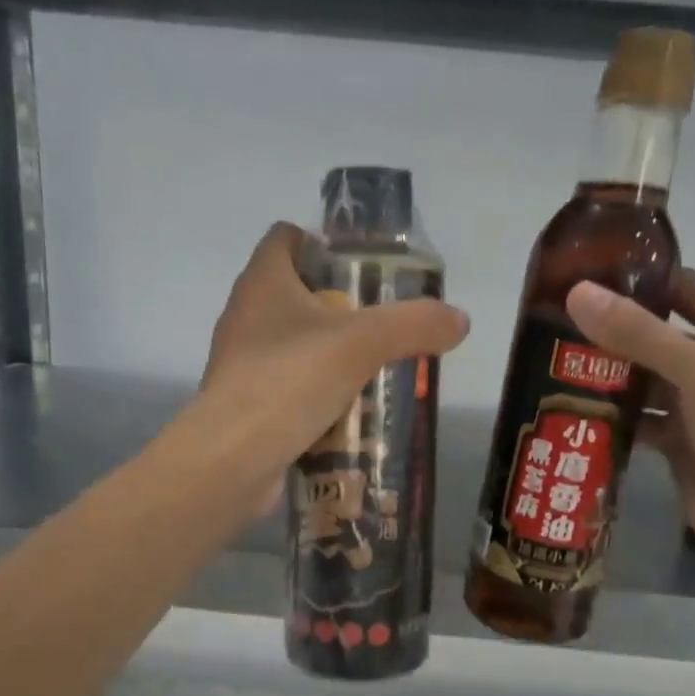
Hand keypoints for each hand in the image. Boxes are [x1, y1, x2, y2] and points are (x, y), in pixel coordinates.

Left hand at [188, 223, 468, 517]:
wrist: (233, 458)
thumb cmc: (290, 380)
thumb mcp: (363, 344)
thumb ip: (414, 325)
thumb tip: (460, 320)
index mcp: (262, 282)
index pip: (285, 237)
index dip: (322, 242)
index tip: (363, 267)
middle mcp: (245, 315)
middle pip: (294, 293)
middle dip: (339, 305)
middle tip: (382, 324)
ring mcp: (241, 363)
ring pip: (293, 344)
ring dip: (329, 354)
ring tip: (374, 370)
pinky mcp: (246, 404)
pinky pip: (288, 387)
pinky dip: (315, 394)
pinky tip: (349, 412)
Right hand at [565, 270, 694, 555]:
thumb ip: (638, 333)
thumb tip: (577, 292)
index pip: (687, 290)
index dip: (646, 278)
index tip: (591, 271)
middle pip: (658, 336)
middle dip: (613, 330)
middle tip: (557, 321)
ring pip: (644, 380)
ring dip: (608, 375)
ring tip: (556, 363)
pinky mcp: (678, 441)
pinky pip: (639, 418)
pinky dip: (614, 416)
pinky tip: (575, 411)